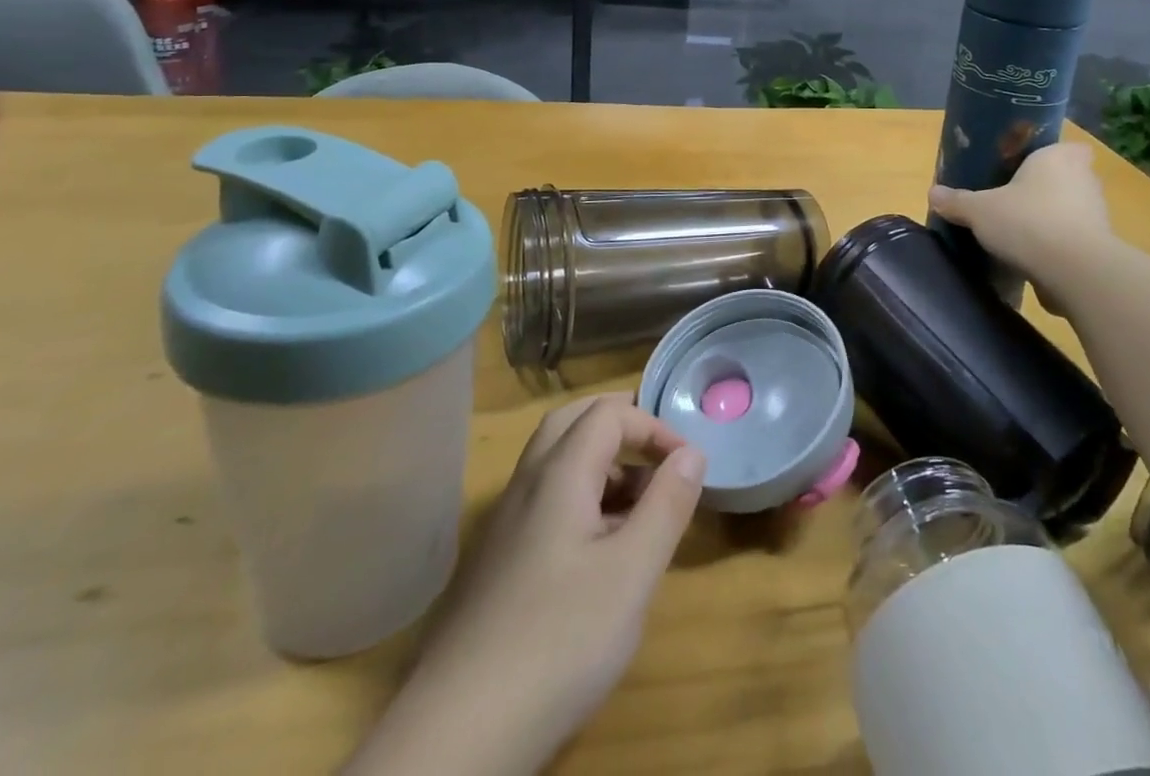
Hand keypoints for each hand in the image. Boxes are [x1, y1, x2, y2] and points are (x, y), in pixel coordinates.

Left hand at [345, 396, 704, 775]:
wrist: (456, 735)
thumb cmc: (559, 641)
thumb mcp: (632, 573)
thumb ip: (667, 505)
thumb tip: (692, 452)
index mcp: (559, 475)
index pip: (608, 413)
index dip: (653, 426)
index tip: (687, 465)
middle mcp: (526, 486)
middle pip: (571, 424)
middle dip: (619, 424)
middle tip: (656, 451)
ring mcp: (503, 527)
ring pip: (554, 464)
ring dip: (599, 463)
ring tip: (638, 505)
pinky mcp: (495, 566)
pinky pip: (542, 504)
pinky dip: (578, 499)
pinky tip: (597, 552)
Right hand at [927, 141, 1113, 314]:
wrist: (1076, 272)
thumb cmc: (1028, 222)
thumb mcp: (979, 210)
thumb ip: (957, 201)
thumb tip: (933, 193)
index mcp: (1059, 157)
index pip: (1065, 146)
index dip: (1048, 156)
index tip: (1025, 169)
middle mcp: (1085, 179)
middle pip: (1065, 178)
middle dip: (1042, 189)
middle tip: (1011, 200)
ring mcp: (1097, 215)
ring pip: (1069, 210)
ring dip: (1049, 220)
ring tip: (1017, 234)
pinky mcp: (1099, 248)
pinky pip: (1073, 240)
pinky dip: (1056, 248)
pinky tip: (1031, 260)